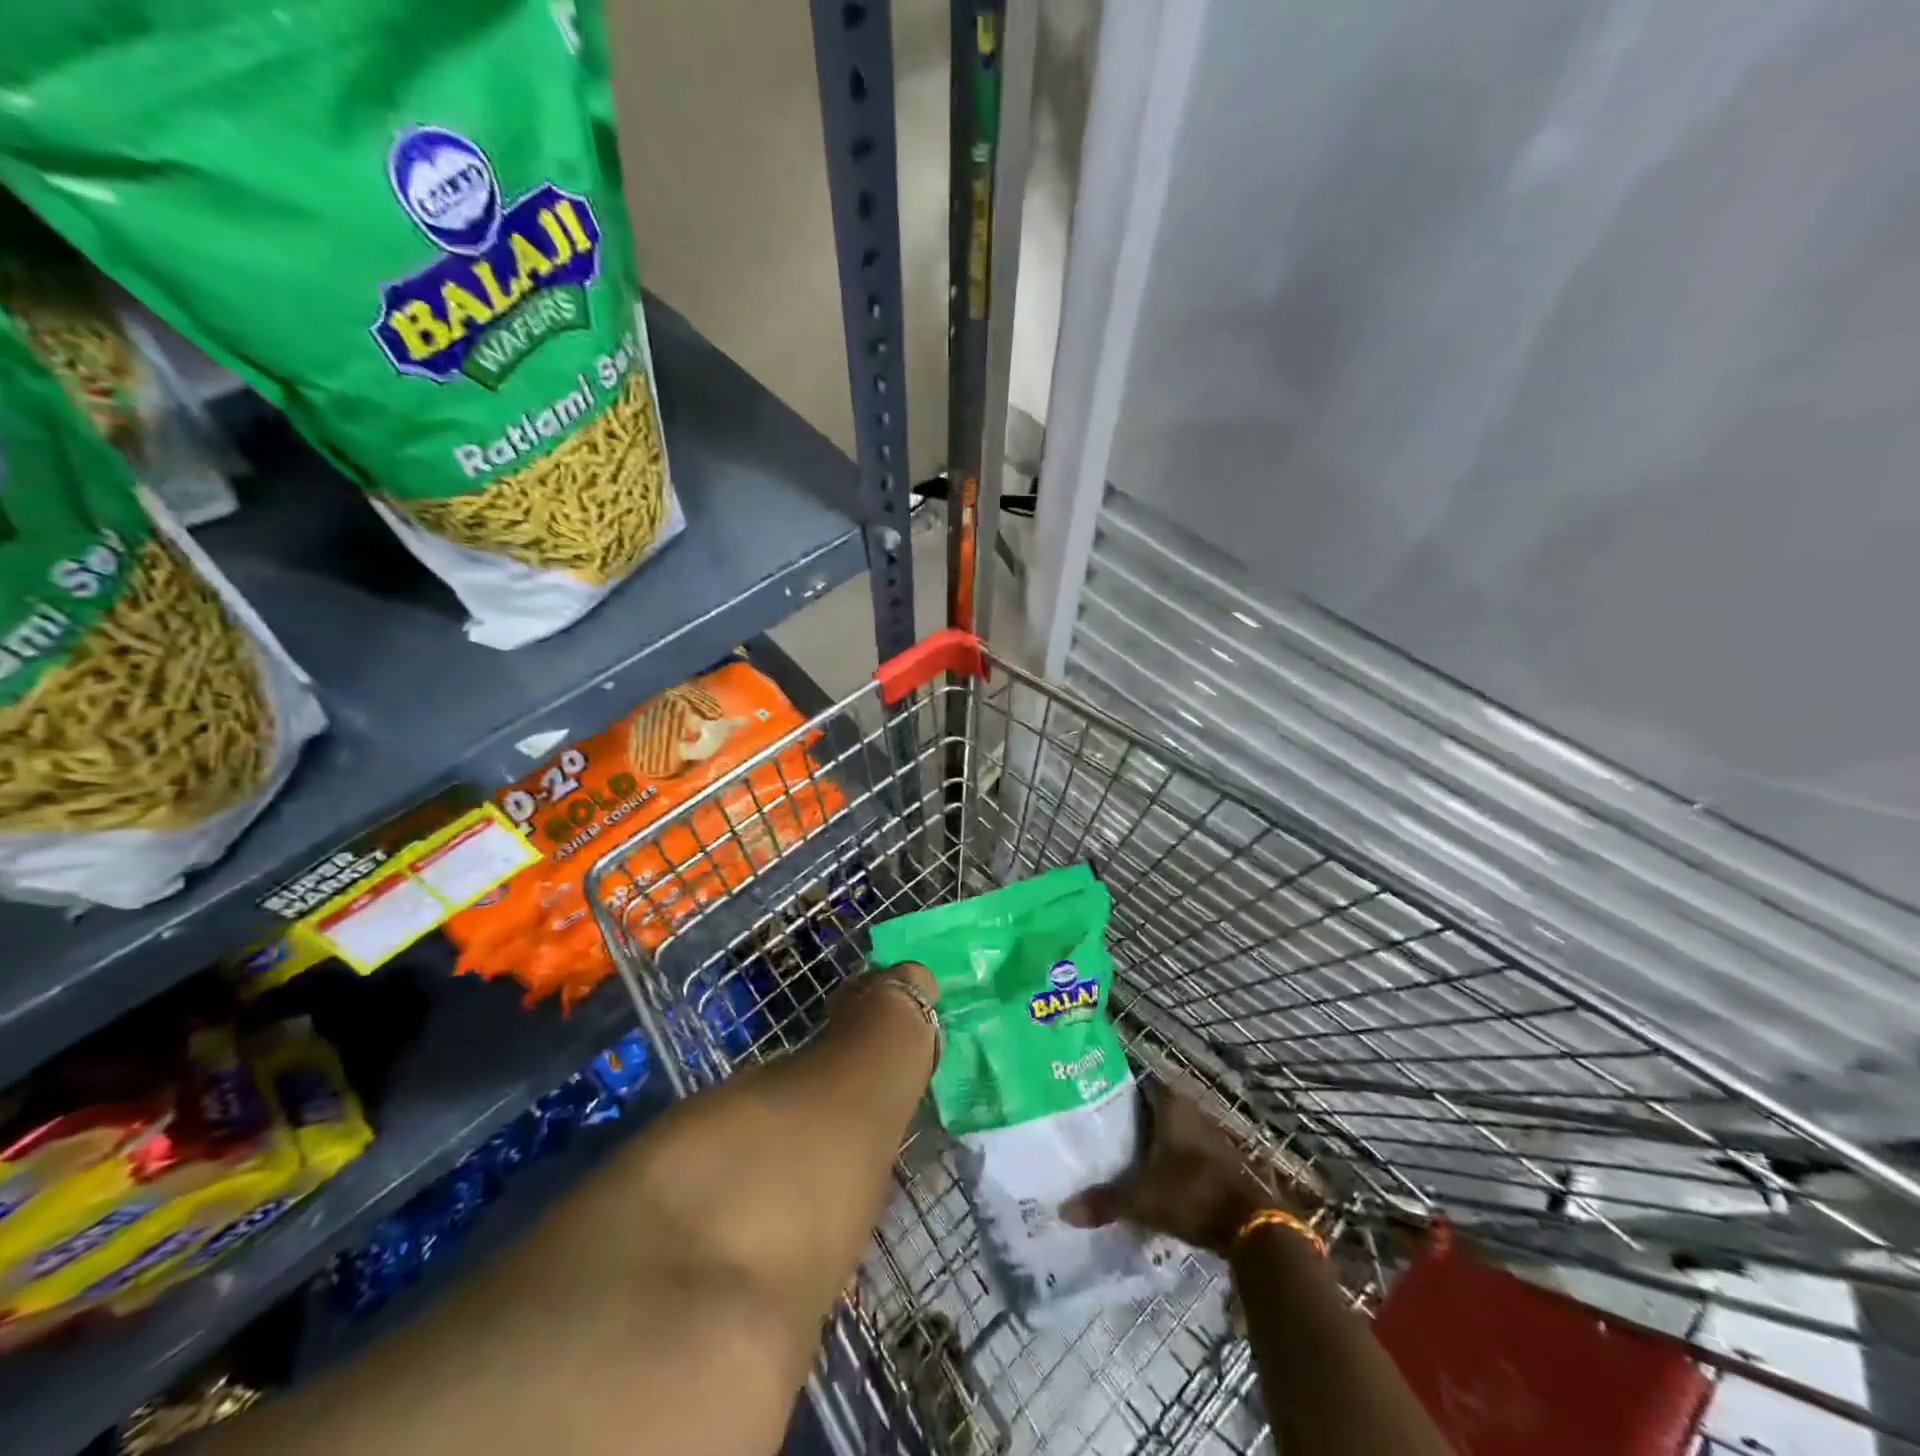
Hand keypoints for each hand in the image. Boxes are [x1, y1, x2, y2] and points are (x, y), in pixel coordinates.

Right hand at [1059, 1077, 1306, 1256]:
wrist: (1253, 1227)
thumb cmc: (1192, 1194)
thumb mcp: (1142, 1200)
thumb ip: (1105, 1202)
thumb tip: (1063, 1210)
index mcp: (1171, 1104)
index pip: (1139, 1084)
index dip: (1118, 1092)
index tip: (1095, 1101)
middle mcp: (1192, 1110)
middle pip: (1156, 1108)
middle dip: (1133, 1119)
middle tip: (1104, 1133)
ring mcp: (1212, 1136)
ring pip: (1174, 1131)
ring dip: (1155, 1142)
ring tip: (1124, 1157)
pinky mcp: (1224, 1162)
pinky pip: (1189, 1153)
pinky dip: (1173, 1162)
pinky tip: (1156, 1179)